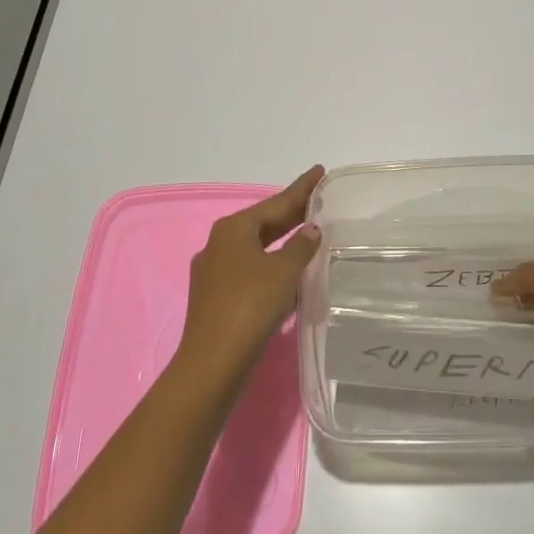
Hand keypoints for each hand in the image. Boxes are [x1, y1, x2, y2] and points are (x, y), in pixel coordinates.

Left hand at [175, 166, 323, 388]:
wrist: (213, 361)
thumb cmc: (251, 305)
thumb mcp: (284, 271)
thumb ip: (301, 247)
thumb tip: (310, 230)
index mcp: (234, 228)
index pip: (276, 202)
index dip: (301, 188)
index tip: (319, 171)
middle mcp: (218, 243)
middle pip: (263, 223)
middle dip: (291, 214)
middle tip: (319, 202)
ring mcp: (213, 271)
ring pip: (255, 247)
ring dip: (281, 241)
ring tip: (308, 233)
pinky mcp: (215, 297)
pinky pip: (249, 269)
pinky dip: (270, 264)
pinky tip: (287, 272)